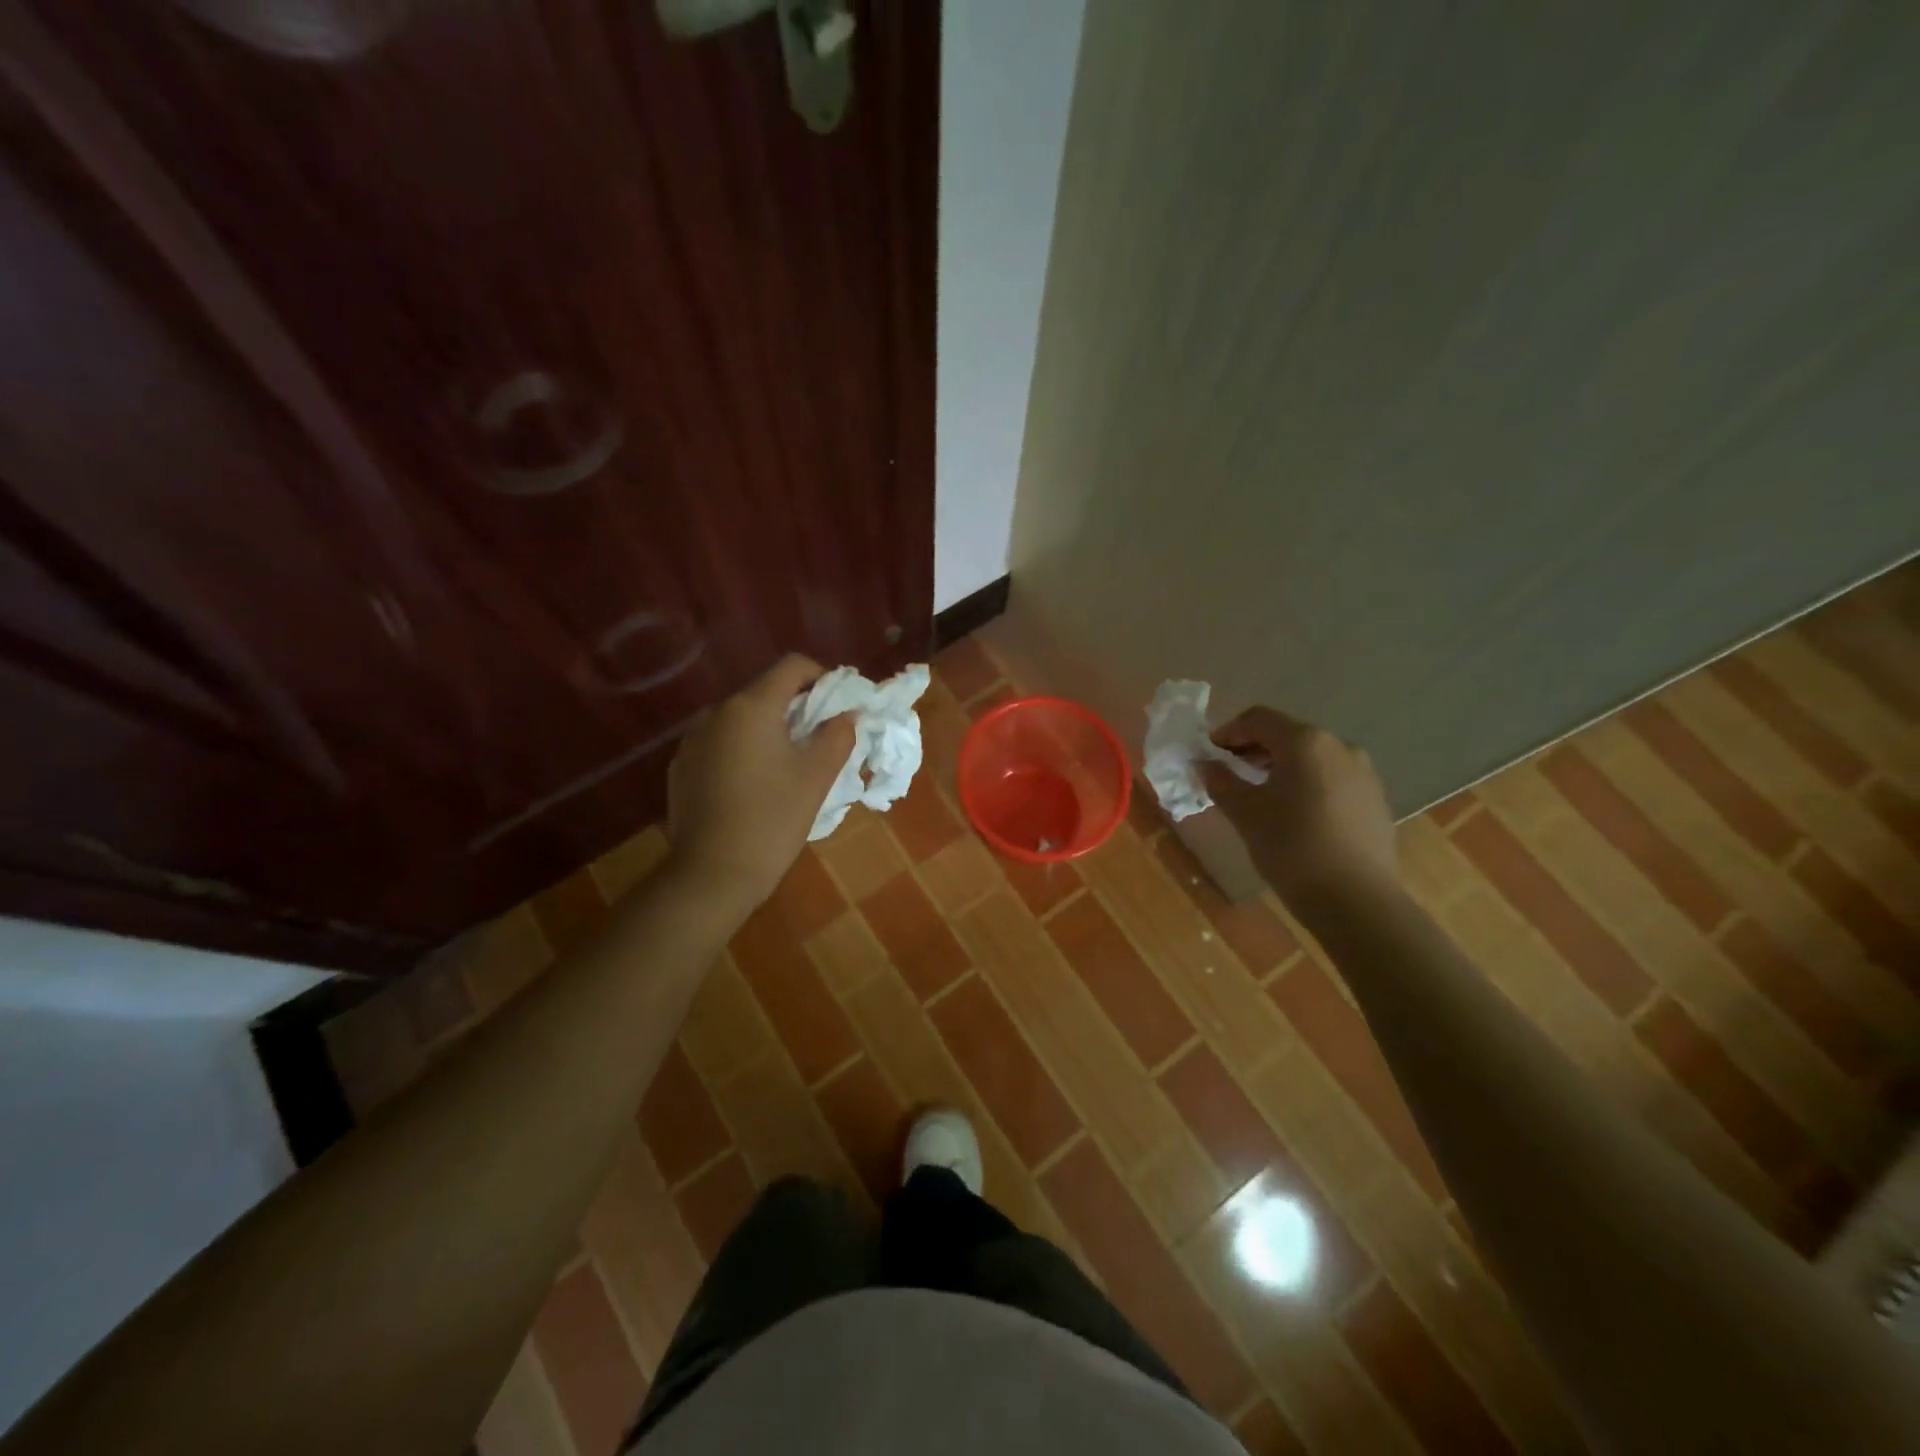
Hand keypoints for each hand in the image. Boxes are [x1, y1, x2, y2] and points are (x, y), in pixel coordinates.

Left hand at [666, 654, 854, 909]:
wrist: (712, 874)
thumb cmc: (773, 820)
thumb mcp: (817, 777)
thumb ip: (837, 736)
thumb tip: (846, 715)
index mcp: (751, 707)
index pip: (792, 667)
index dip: (821, 678)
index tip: (838, 706)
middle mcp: (716, 712)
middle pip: (764, 692)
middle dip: (796, 708)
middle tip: (819, 740)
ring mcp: (692, 740)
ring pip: (740, 719)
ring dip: (768, 730)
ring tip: (786, 766)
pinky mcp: (681, 767)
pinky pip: (719, 744)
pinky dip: (742, 751)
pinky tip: (752, 786)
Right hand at [1200, 706, 1397, 910]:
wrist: (1356, 900)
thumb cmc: (1292, 847)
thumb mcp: (1246, 813)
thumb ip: (1222, 782)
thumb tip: (1205, 765)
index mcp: (1305, 742)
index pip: (1258, 719)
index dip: (1228, 731)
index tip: (1208, 753)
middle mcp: (1339, 746)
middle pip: (1287, 734)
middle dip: (1254, 749)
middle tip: (1229, 772)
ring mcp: (1363, 772)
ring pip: (1311, 756)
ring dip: (1280, 766)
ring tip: (1259, 794)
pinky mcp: (1375, 798)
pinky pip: (1331, 777)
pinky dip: (1305, 783)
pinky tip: (1293, 813)